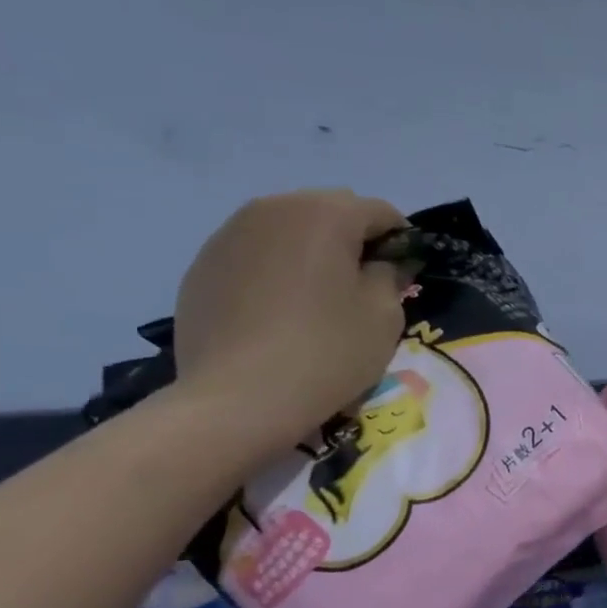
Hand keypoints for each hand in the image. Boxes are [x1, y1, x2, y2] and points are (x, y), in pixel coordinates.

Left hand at [172, 191, 407, 456]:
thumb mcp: (384, 317)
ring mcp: (229, 234)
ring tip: (316, 302)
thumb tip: (384, 264)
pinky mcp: (203, 265)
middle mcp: (273, 208)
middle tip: (362, 289)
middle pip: (329, 212)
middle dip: (352, 242)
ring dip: (310, 254)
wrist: (239, 399)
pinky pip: (254, 256)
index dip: (400, 242)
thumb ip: (391, 276)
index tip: (404, 277)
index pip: (380, 212)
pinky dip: (274, 273)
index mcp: (325, 213)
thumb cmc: (327, 352)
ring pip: (287, 231)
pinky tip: (278, 316)